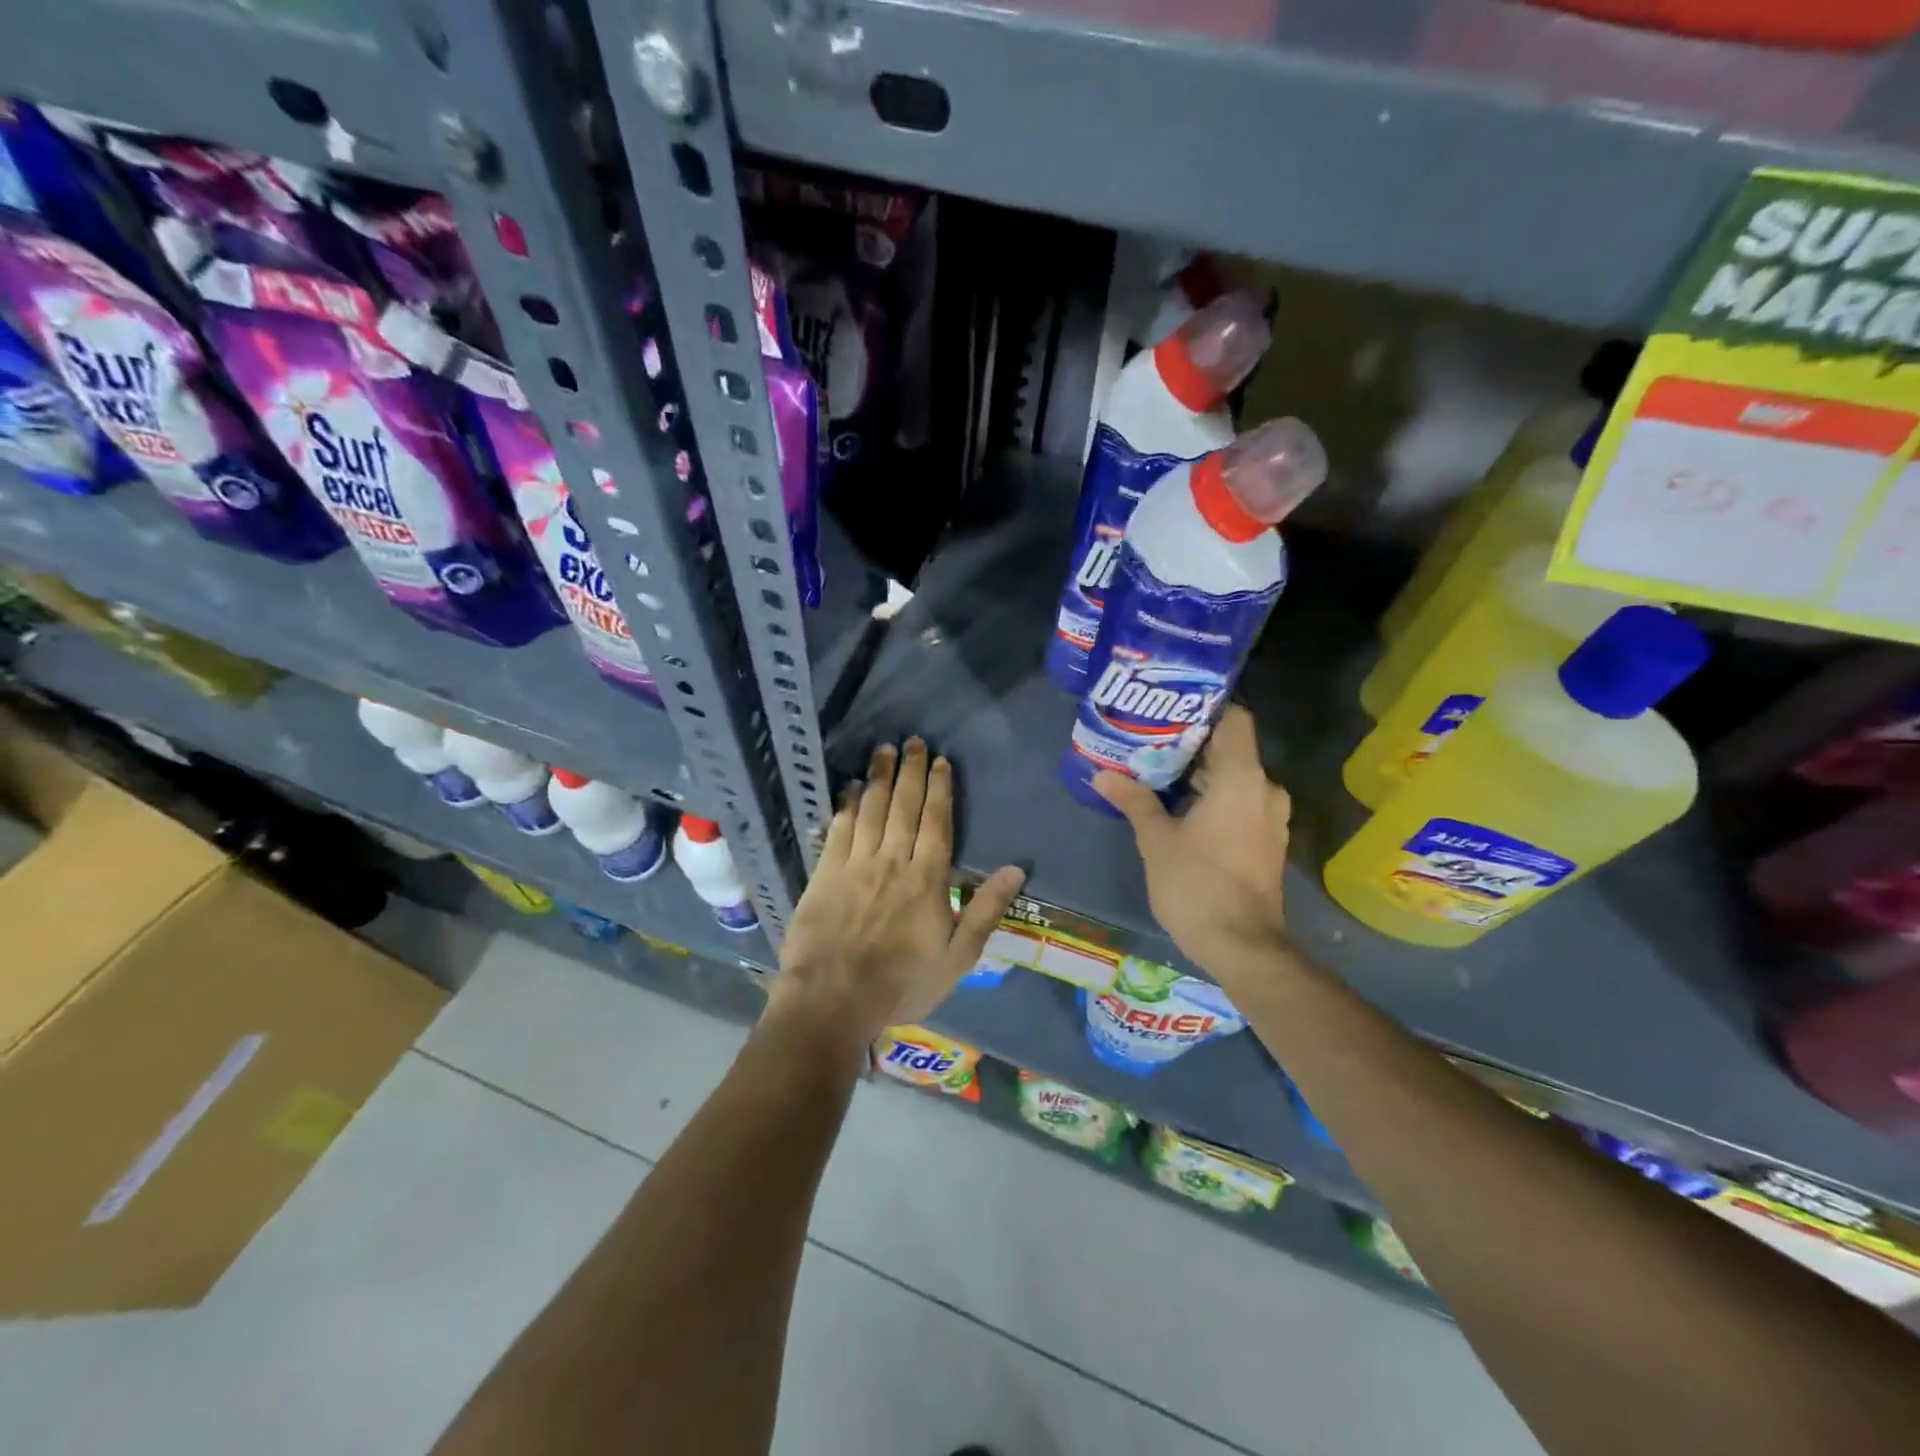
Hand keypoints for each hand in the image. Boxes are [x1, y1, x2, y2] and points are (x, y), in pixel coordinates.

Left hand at [774, 737, 1025, 1044]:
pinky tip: (852, 788)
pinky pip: (839, 830)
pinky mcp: (825, 874)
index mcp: (926, 878)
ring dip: (879, 777)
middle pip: (903, 806)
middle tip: (912, 740)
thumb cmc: (903, 983)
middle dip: (910, 771)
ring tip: (884, 749)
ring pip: (871, 810)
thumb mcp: (958, 957)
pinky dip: (847, 805)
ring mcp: (855, 865)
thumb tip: (1015, 869)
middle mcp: (892, 861)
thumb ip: (986, 910)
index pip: (936, 821)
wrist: (833, 1000)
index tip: (940, 761)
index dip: (939, 788)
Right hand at [1094, 705, 1290, 977]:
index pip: (1235, 718)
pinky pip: (1240, 801)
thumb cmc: (1197, 884)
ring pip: (1235, 777)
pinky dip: (1213, 796)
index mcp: (1241, 778)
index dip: (1205, 707)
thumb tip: (1101, 774)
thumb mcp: (1157, 840)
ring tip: (1156, 771)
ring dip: (1200, 773)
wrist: (1242, 946)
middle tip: (1148, 740)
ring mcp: (1270, 817)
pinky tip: (1178, 806)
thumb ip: (1134, 800)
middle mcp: (1264, 789)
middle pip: (1231, 748)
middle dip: (1191, 743)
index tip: (1169, 708)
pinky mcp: (1267, 840)